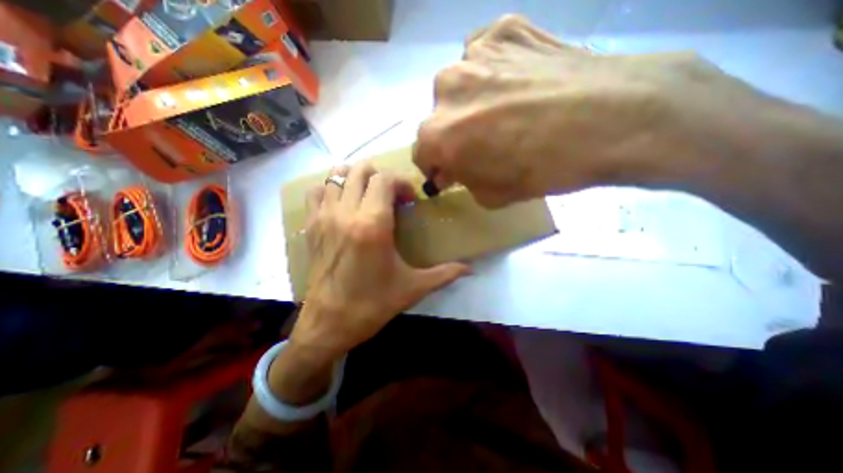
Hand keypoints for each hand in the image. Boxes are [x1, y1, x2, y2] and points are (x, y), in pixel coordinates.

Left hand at [288, 163, 472, 360]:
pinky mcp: (310, 227)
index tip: (409, 199)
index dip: (401, 181)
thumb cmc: (372, 305)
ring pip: (336, 175)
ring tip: (368, 194)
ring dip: (355, 178)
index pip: (385, 179)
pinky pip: (316, 192)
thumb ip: (444, 274)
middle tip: (391, 194)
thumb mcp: (413, 288)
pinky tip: (343, 204)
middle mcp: (346, 213)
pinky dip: (330, 189)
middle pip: (361, 170)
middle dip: (381, 175)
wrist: (328, 324)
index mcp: (373, 224)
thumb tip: (470, 270)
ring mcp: (324, 217)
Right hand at [414, 14, 769, 205]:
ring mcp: (473, 52)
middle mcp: (444, 89)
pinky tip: (517, 82)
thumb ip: (463, 181)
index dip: (437, 165)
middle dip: (453, 133)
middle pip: (438, 118)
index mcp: (438, 134)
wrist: (614, 118)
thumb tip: (452, 170)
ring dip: (471, 101)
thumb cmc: (544, 169)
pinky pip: (484, 56)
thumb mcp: (492, 195)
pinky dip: (493, 72)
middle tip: (483, 141)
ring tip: (505, 108)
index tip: (452, 169)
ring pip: (459, 86)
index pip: (421, 153)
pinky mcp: (503, 28)